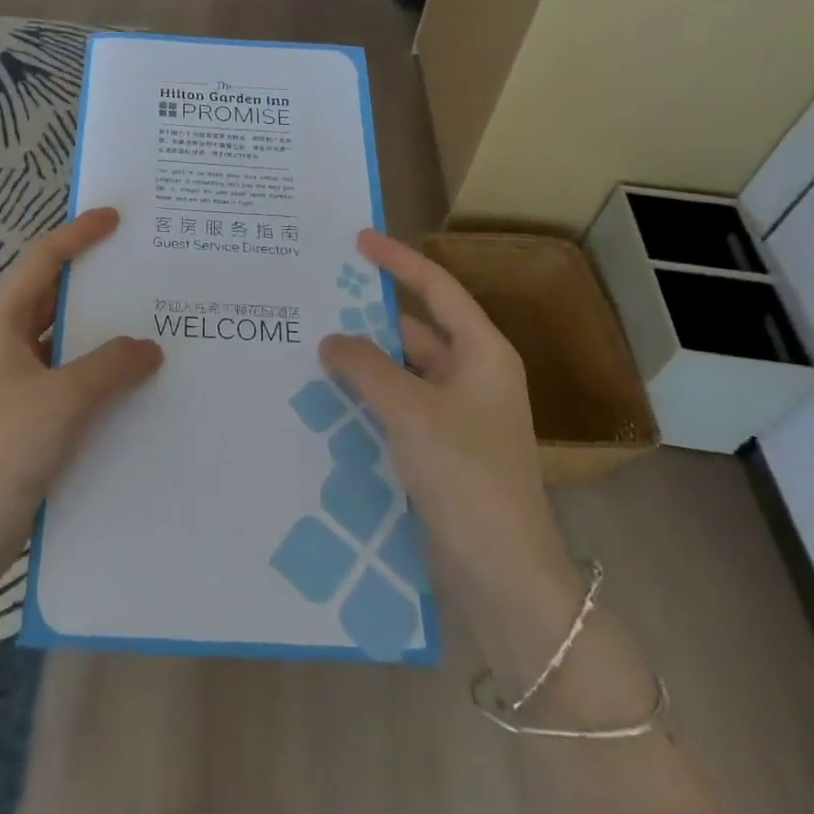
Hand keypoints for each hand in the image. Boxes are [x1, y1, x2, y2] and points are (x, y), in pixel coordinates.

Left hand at [0, 208, 163, 573]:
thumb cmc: (3, 452)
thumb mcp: (63, 400)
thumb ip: (111, 366)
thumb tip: (149, 347)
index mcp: (0, 327)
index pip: (41, 263)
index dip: (77, 236)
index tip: (114, 218)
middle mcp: (3, 348)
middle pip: (51, 300)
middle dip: (92, 283)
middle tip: (141, 271)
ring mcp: (11, 387)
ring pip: (61, 344)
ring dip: (98, 334)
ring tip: (148, 325)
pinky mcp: (22, 421)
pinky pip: (65, 382)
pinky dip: (95, 375)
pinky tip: (130, 387)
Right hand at [318, 230, 569, 606]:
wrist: (502, 573)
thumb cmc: (466, 475)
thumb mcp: (410, 410)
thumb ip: (365, 366)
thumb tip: (330, 340)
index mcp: (483, 354)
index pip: (436, 289)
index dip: (398, 260)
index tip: (358, 240)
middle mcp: (473, 376)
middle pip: (416, 328)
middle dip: (369, 315)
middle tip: (318, 297)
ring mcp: (457, 414)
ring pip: (402, 369)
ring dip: (364, 359)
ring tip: (311, 342)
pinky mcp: (440, 447)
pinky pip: (397, 405)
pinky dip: (367, 395)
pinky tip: (327, 394)